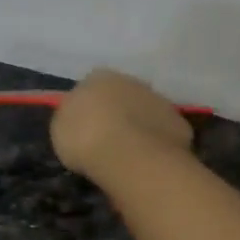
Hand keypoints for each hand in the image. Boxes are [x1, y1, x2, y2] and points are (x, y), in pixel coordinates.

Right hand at [51, 69, 194, 178]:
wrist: (129, 155)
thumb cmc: (85, 138)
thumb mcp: (61, 128)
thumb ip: (72, 118)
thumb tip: (80, 118)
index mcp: (98, 77)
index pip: (91, 86)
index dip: (88, 108)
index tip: (85, 128)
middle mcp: (131, 81)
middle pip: (121, 96)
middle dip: (116, 114)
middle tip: (108, 140)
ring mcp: (158, 100)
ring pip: (145, 112)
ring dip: (138, 127)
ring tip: (129, 154)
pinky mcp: (178, 122)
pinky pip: (163, 132)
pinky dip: (157, 143)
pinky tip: (148, 161)